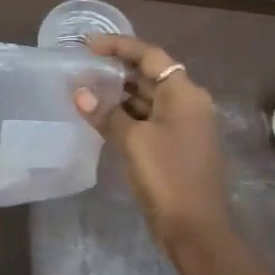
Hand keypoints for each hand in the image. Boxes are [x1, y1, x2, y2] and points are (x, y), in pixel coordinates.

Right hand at [75, 35, 232, 248]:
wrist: (195, 228)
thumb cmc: (167, 176)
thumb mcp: (132, 141)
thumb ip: (106, 113)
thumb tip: (79, 93)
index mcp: (184, 93)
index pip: (150, 55)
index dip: (119, 46)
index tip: (88, 45)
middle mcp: (188, 103)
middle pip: (150, 74)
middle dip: (117, 69)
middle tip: (82, 66)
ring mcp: (183, 126)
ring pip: (148, 98)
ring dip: (119, 93)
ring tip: (85, 89)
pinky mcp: (175, 146)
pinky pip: (148, 119)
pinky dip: (126, 114)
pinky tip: (100, 117)